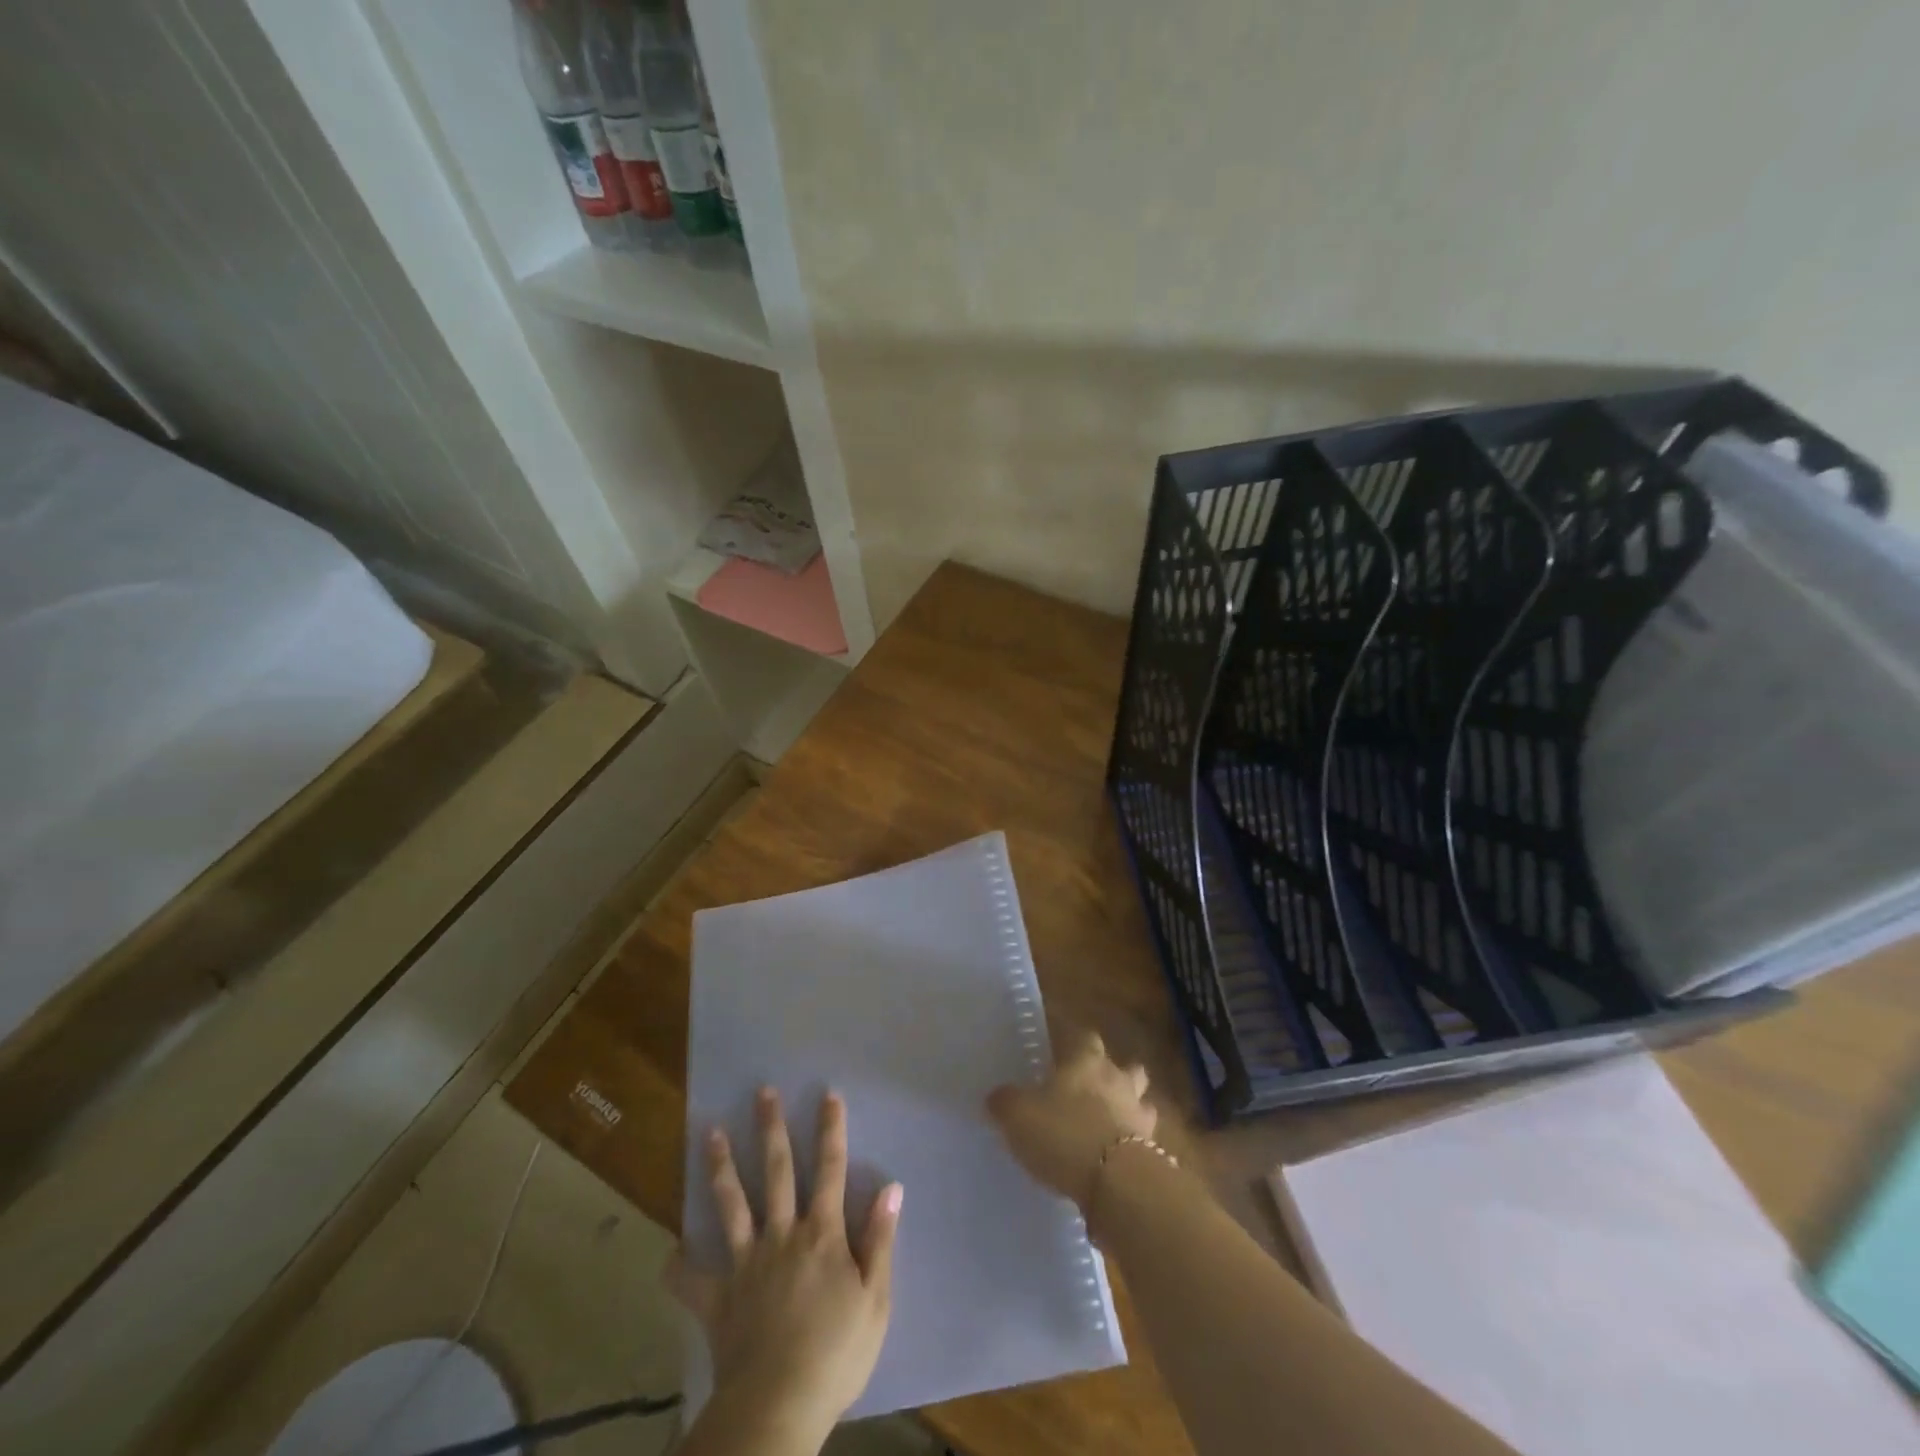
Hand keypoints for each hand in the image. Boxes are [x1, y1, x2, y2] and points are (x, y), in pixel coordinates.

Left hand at [669, 1088, 902, 1437]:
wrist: (779, 1408)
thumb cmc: (836, 1354)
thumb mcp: (876, 1299)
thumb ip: (880, 1240)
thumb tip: (891, 1187)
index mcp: (821, 1234)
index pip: (830, 1170)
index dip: (831, 1131)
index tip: (828, 1095)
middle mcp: (782, 1235)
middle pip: (776, 1172)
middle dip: (771, 1129)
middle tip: (763, 1092)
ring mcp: (746, 1264)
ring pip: (731, 1205)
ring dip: (721, 1167)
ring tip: (711, 1133)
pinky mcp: (718, 1299)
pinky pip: (692, 1280)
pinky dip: (680, 1267)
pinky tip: (670, 1252)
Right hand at [986, 1031, 1155, 1210]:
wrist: (1115, 1181)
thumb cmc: (1063, 1132)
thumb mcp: (1018, 1115)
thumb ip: (1005, 1102)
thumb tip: (996, 1097)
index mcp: (1086, 1060)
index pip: (1086, 1037)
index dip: (1076, 1043)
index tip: (1064, 1053)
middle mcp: (1117, 1079)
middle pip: (1126, 1066)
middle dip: (1114, 1074)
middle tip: (1093, 1090)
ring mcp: (1139, 1114)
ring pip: (1141, 1101)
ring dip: (1129, 1109)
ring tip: (1110, 1125)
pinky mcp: (1153, 1151)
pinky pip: (1144, 1141)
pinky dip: (1133, 1146)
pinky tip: (1115, 1160)